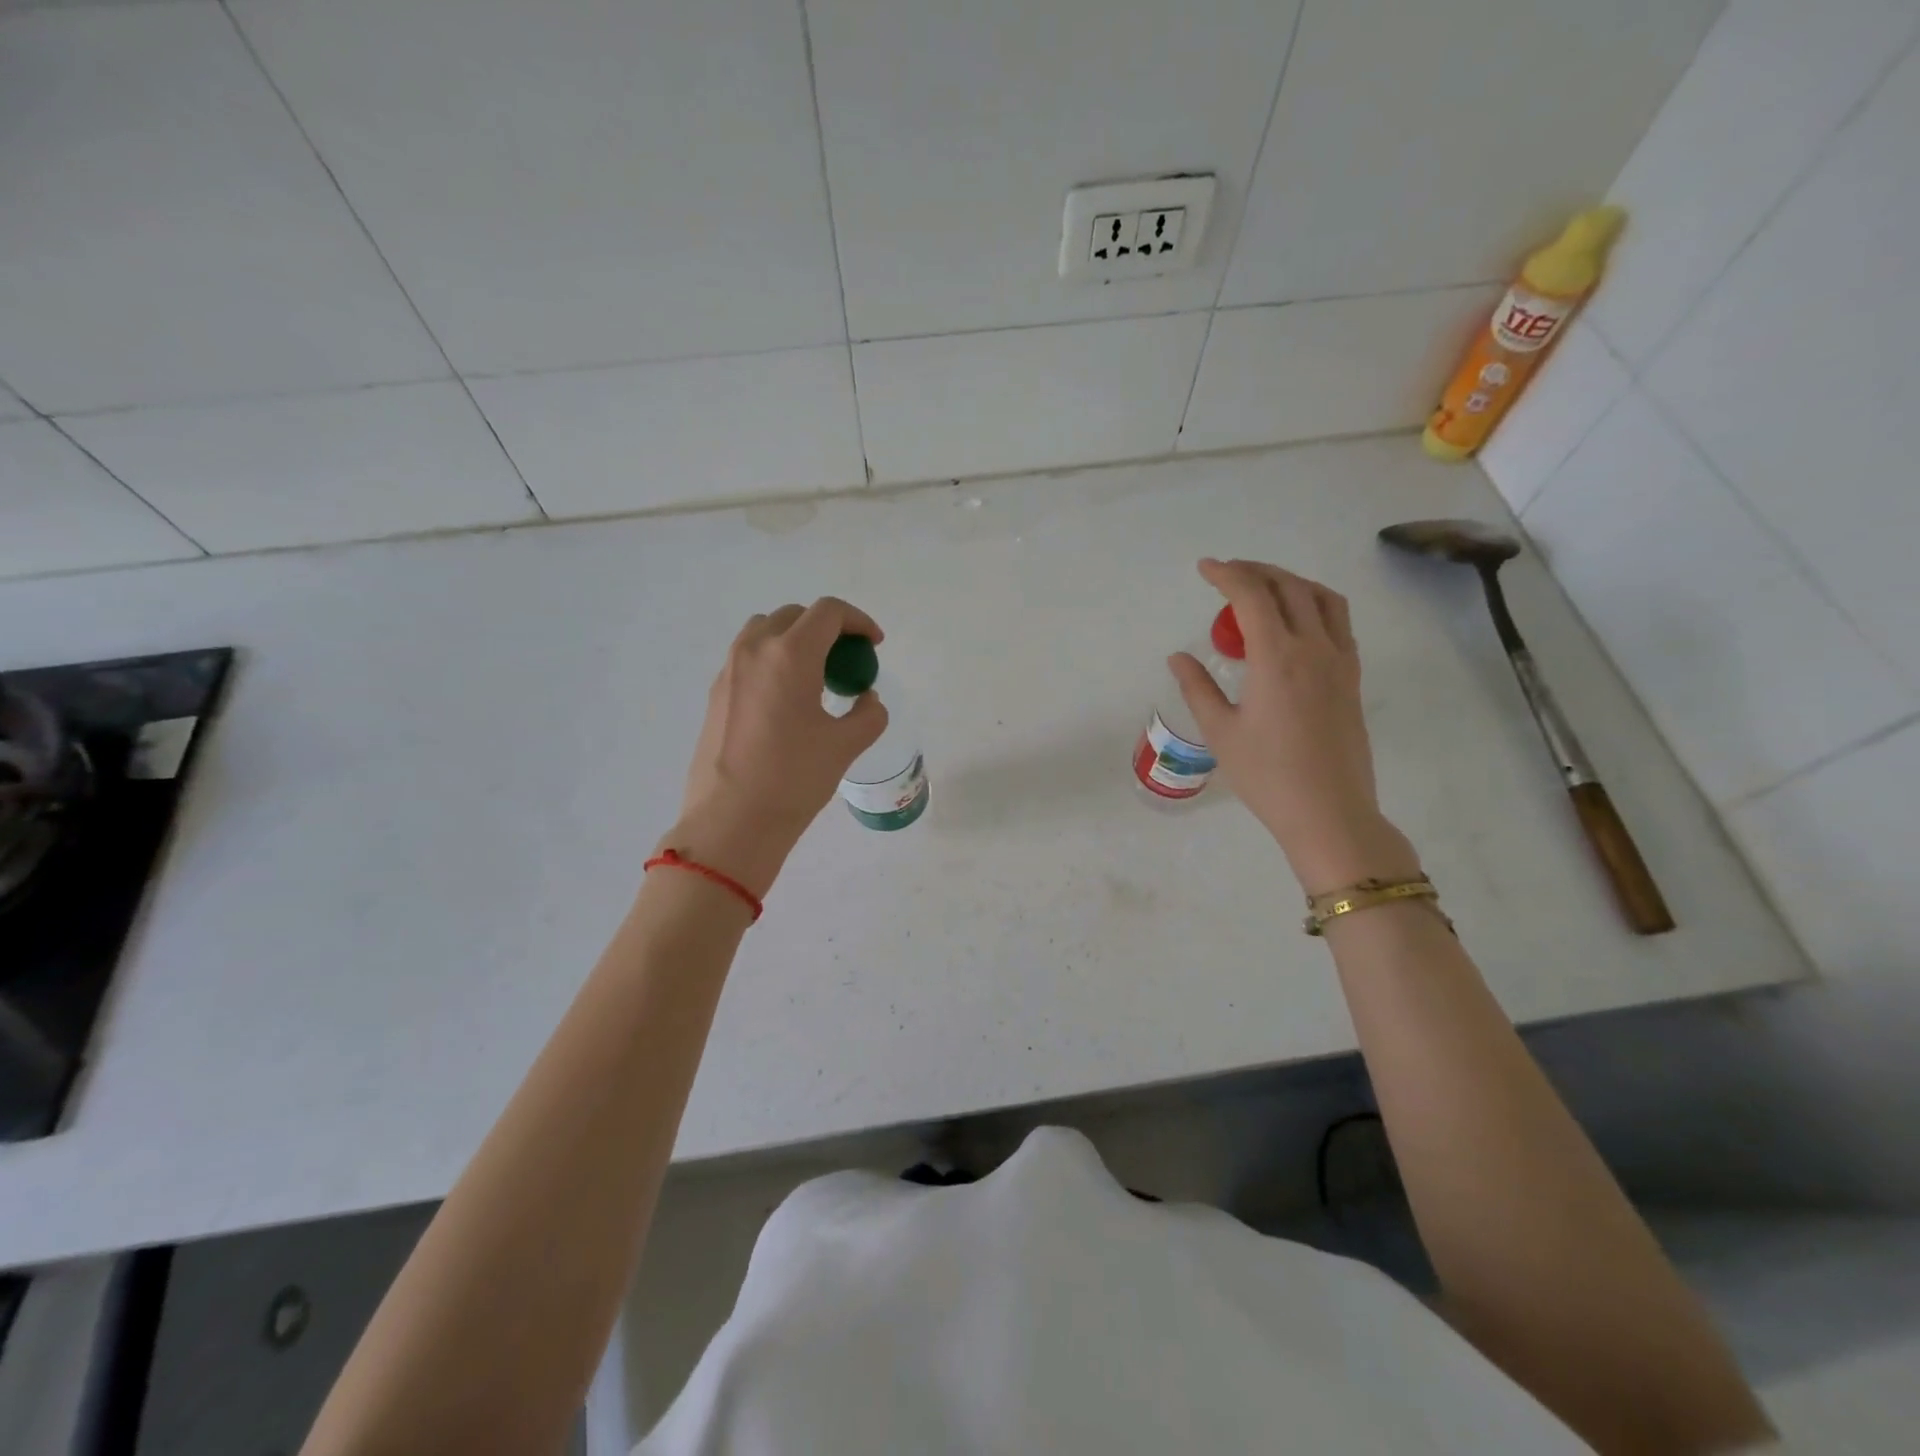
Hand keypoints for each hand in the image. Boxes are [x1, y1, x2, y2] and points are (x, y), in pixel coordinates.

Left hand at [665, 598, 888, 895]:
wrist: (732, 821)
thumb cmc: (794, 779)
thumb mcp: (846, 745)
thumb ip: (868, 713)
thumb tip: (866, 699)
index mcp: (790, 655)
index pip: (828, 612)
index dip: (858, 621)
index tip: (874, 646)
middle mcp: (754, 651)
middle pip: (795, 616)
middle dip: (827, 629)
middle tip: (847, 661)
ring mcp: (728, 671)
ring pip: (765, 632)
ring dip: (795, 640)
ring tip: (815, 676)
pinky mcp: (715, 694)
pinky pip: (747, 658)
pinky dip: (773, 661)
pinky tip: (786, 701)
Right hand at [1169, 559, 1416, 891]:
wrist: (1329, 812)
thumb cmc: (1267, 775)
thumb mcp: (1221, 732)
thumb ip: (1198, 687)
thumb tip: (1178, 657)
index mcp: (1277, 658)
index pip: (1252, 596)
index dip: (1227, 574)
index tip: (1205, 568)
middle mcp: (1314, 648)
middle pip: (1289, 587)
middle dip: (1256, 571)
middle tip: (1228, 574)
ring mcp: (1340, 661)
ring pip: (1322, 598)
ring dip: (1290, 582)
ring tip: (1264, 589)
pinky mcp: (1352, 678)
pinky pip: (1338, 622)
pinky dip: (1314, 605)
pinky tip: (1295, 623)